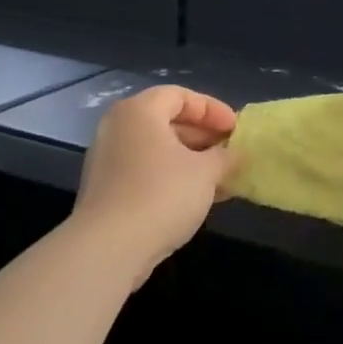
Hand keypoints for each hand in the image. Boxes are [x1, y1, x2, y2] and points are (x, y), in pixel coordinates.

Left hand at [72, 85, 237, 277]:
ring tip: (222, 178)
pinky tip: (199, 198)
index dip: (212, 109)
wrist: (109, 248)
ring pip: (157, 150)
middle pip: (166, 121)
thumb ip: (224, 157)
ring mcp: (108, 160)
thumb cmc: (162, 194)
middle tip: (230, 152)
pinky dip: (172, 178)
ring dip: (191, 161)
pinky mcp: (106, 190)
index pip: (180, 96)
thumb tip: (234, 154)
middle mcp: (118, 128)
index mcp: (139, 111)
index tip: (235, 129)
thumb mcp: (206, 172)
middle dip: (203, 136)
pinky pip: (146, 172)